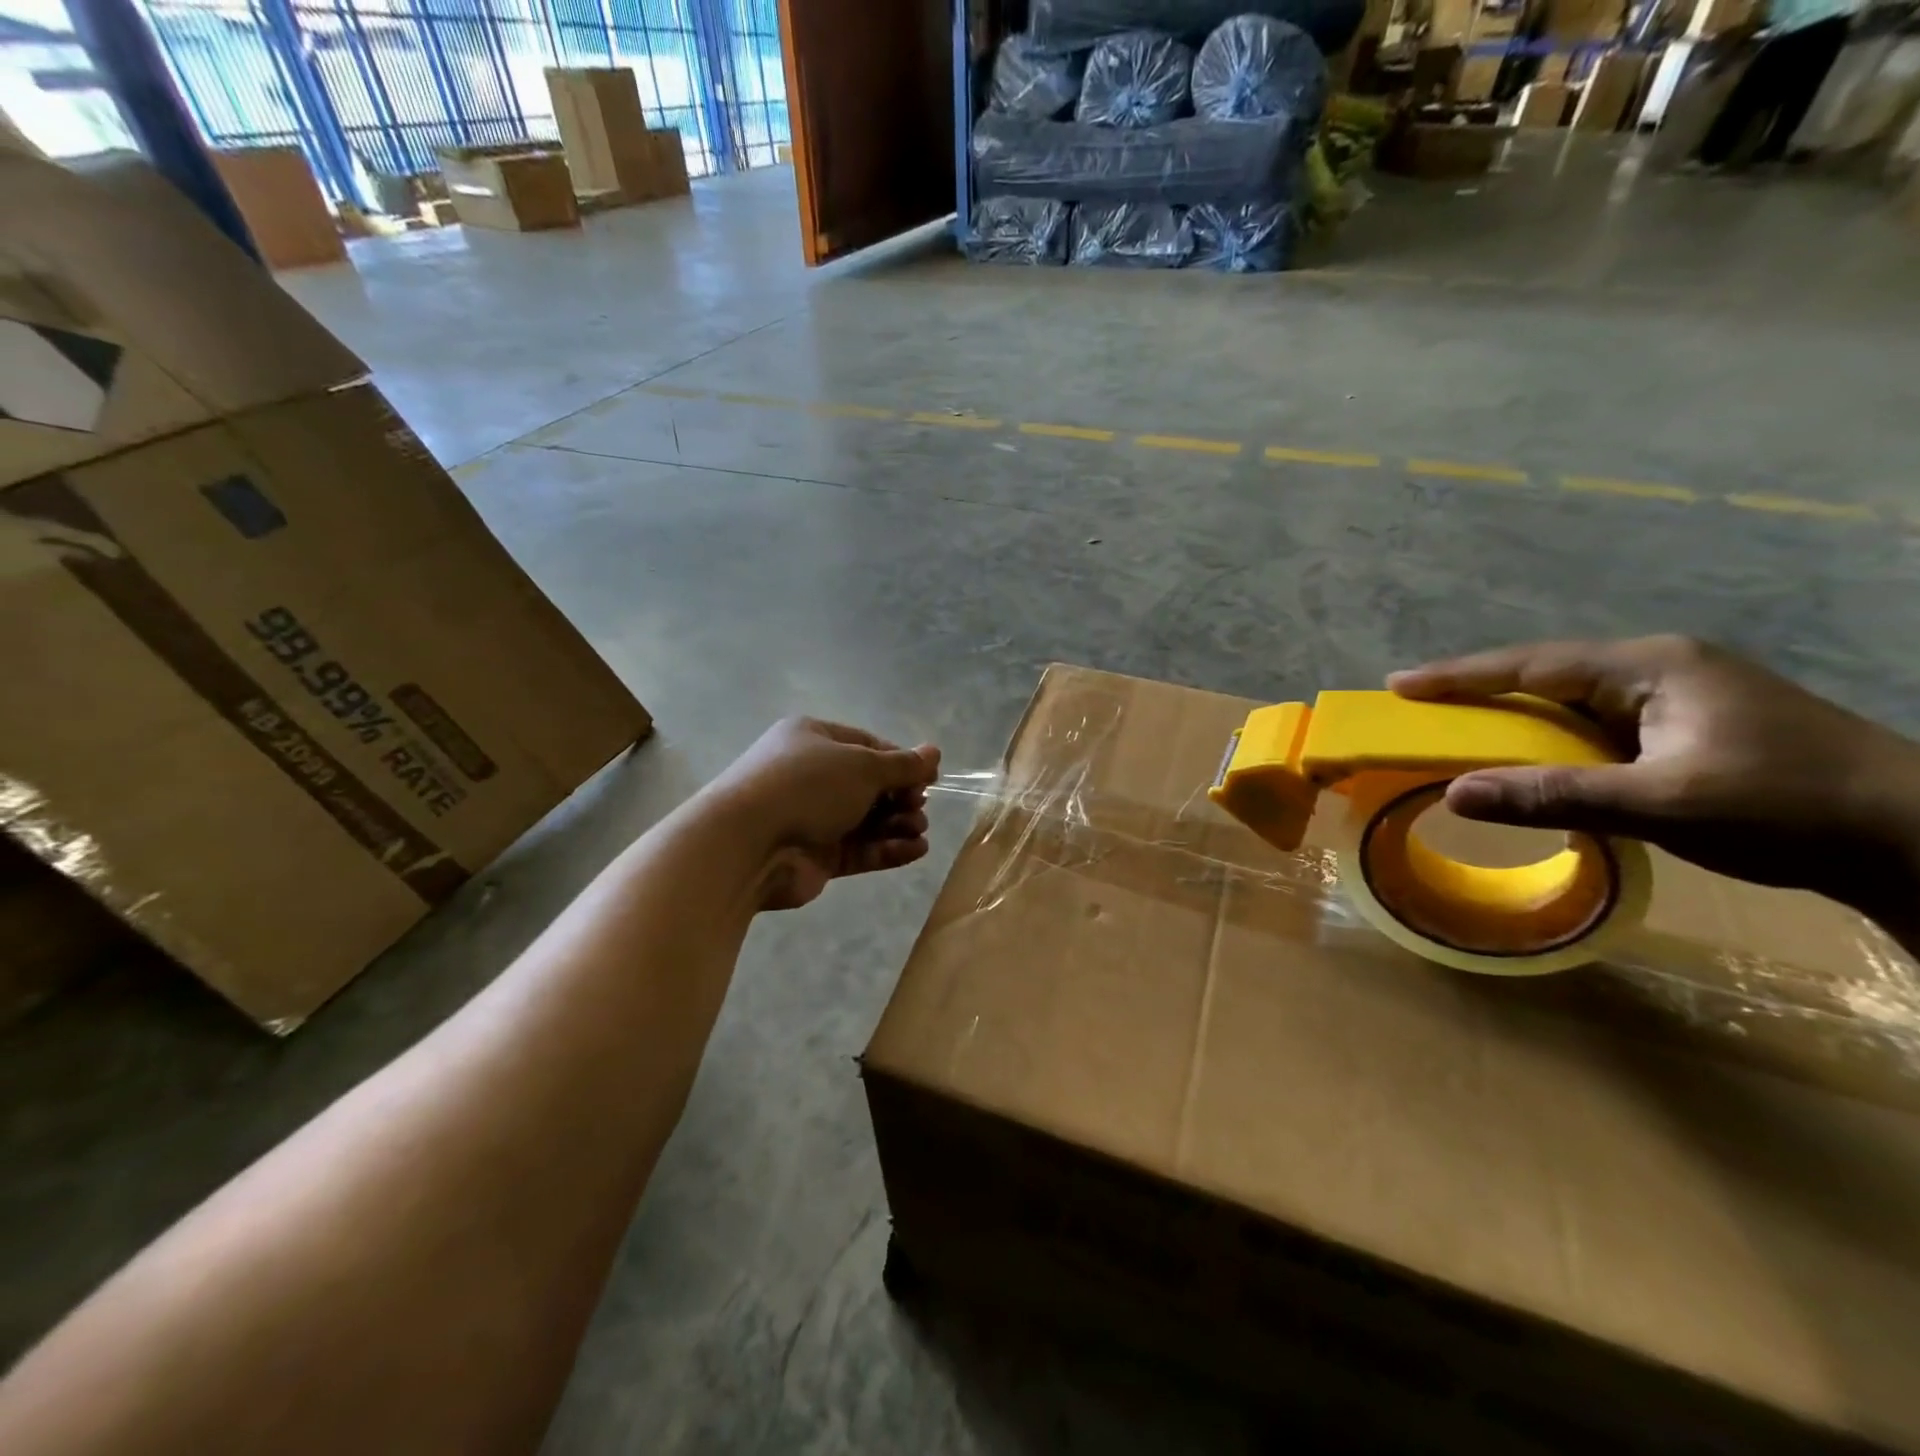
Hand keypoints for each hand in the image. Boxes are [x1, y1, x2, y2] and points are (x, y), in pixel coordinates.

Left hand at [701, 718, 939, 910]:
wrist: (747, 844)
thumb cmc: (807, 787)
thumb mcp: (862, 766)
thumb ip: (902, 765)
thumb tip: (935, 752)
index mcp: (813, 740)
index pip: (867, 745)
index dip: (900, 761)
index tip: (928, 778)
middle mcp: (811, 776)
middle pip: (868, 785)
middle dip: (899, 796)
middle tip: (918, 807)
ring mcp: (812, 818)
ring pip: (866, 820)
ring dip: (897, 823)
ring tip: (918, 830)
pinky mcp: (815, 856)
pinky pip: (859, 849)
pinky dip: (887, 849)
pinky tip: (916, 850)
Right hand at [1387, 636, 1919, 930]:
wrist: (1918, 840)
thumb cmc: (1787, 808)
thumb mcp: (1661, 804)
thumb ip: (1554, 795)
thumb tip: (1455, 793)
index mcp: (1651, 666)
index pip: (1532, 663)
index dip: (1460, 675)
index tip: (1398, 683)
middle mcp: (1659, 669)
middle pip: (1546, 675)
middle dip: (1480, 692)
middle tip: (1420, 708)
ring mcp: (1678, 697)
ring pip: (1571, 702)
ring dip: (1516, 718)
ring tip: (1462, 734)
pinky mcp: (1690, 727)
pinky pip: (1596, 726)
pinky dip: (1552, 741)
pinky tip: (1534, 759)